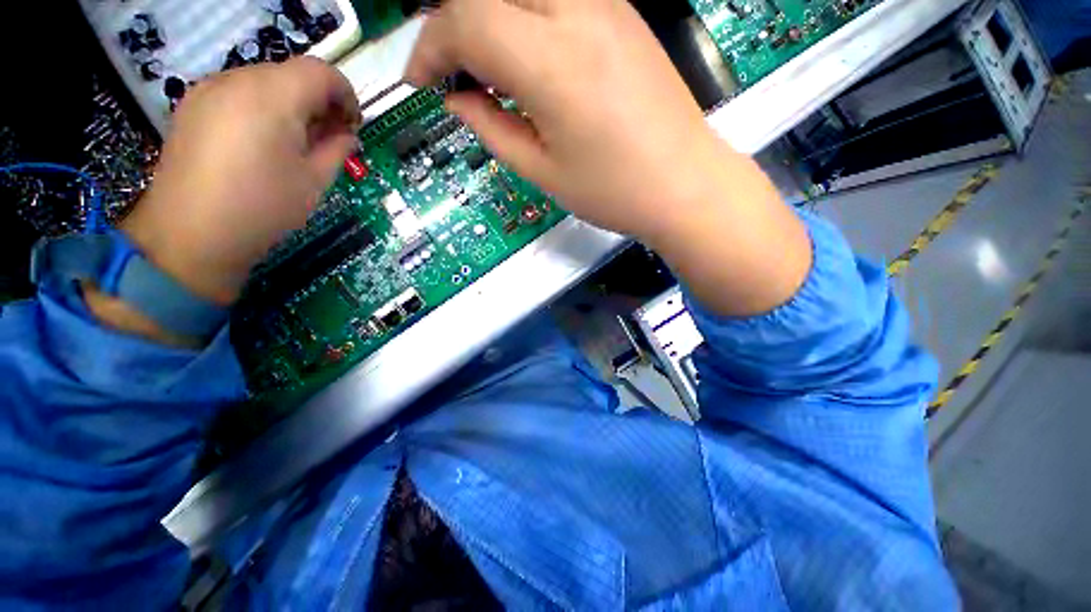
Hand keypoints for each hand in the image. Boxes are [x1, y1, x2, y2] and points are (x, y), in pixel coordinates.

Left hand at [123, 57, 360, 304]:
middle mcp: (237, 79)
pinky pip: (239, 94)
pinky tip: (262, 144)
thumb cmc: (263, 208)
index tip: (353, 126)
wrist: (190, 235)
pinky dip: (262, 110)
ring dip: (291, 106)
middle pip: (292, 74)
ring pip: (264, 82)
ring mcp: (208, 90)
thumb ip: (336, 149)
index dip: (346, 95)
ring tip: (296, 144)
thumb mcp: (315, 181)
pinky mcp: (191, 106)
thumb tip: (346, 135)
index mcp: (272, 96)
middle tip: (329, 139)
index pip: (321, 72)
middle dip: (319, 102)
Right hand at [407, 0, 720, 243]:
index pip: (464, 20)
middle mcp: (576, 13)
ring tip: (486, 67)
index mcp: (550, 63)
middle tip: (450, 71)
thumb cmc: (613, 191)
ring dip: (489, 18)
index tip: (420, 80)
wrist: (684, 183)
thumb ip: (491, 129)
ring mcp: (606, 5)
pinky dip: (524, 16)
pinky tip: (527, 58)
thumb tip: (456, 101)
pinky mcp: (622, 12)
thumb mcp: (542, 172)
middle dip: (454, 25)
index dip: (429, 47)